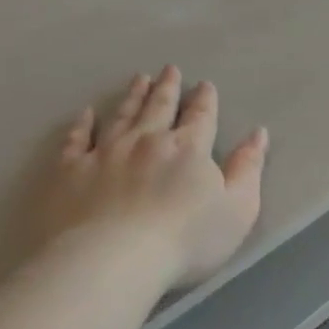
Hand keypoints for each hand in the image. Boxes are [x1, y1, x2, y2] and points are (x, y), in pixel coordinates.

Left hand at [43, 67, 268, 289]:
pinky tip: (85, 114)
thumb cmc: (185, 240)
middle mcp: (146, 141)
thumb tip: (258, 133)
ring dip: (132, 97)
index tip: (204, 85)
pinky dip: (82, 125)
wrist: (114, 259)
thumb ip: (248, 169)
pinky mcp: (71, 170)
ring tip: (139, 79)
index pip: (200, 117)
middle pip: (159, 107)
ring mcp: (105, 152)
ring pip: (121, 116)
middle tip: (169, 69)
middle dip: (167, 88)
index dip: (204, 100)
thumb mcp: (237, 209)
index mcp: (188, 149)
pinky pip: (76, 140)